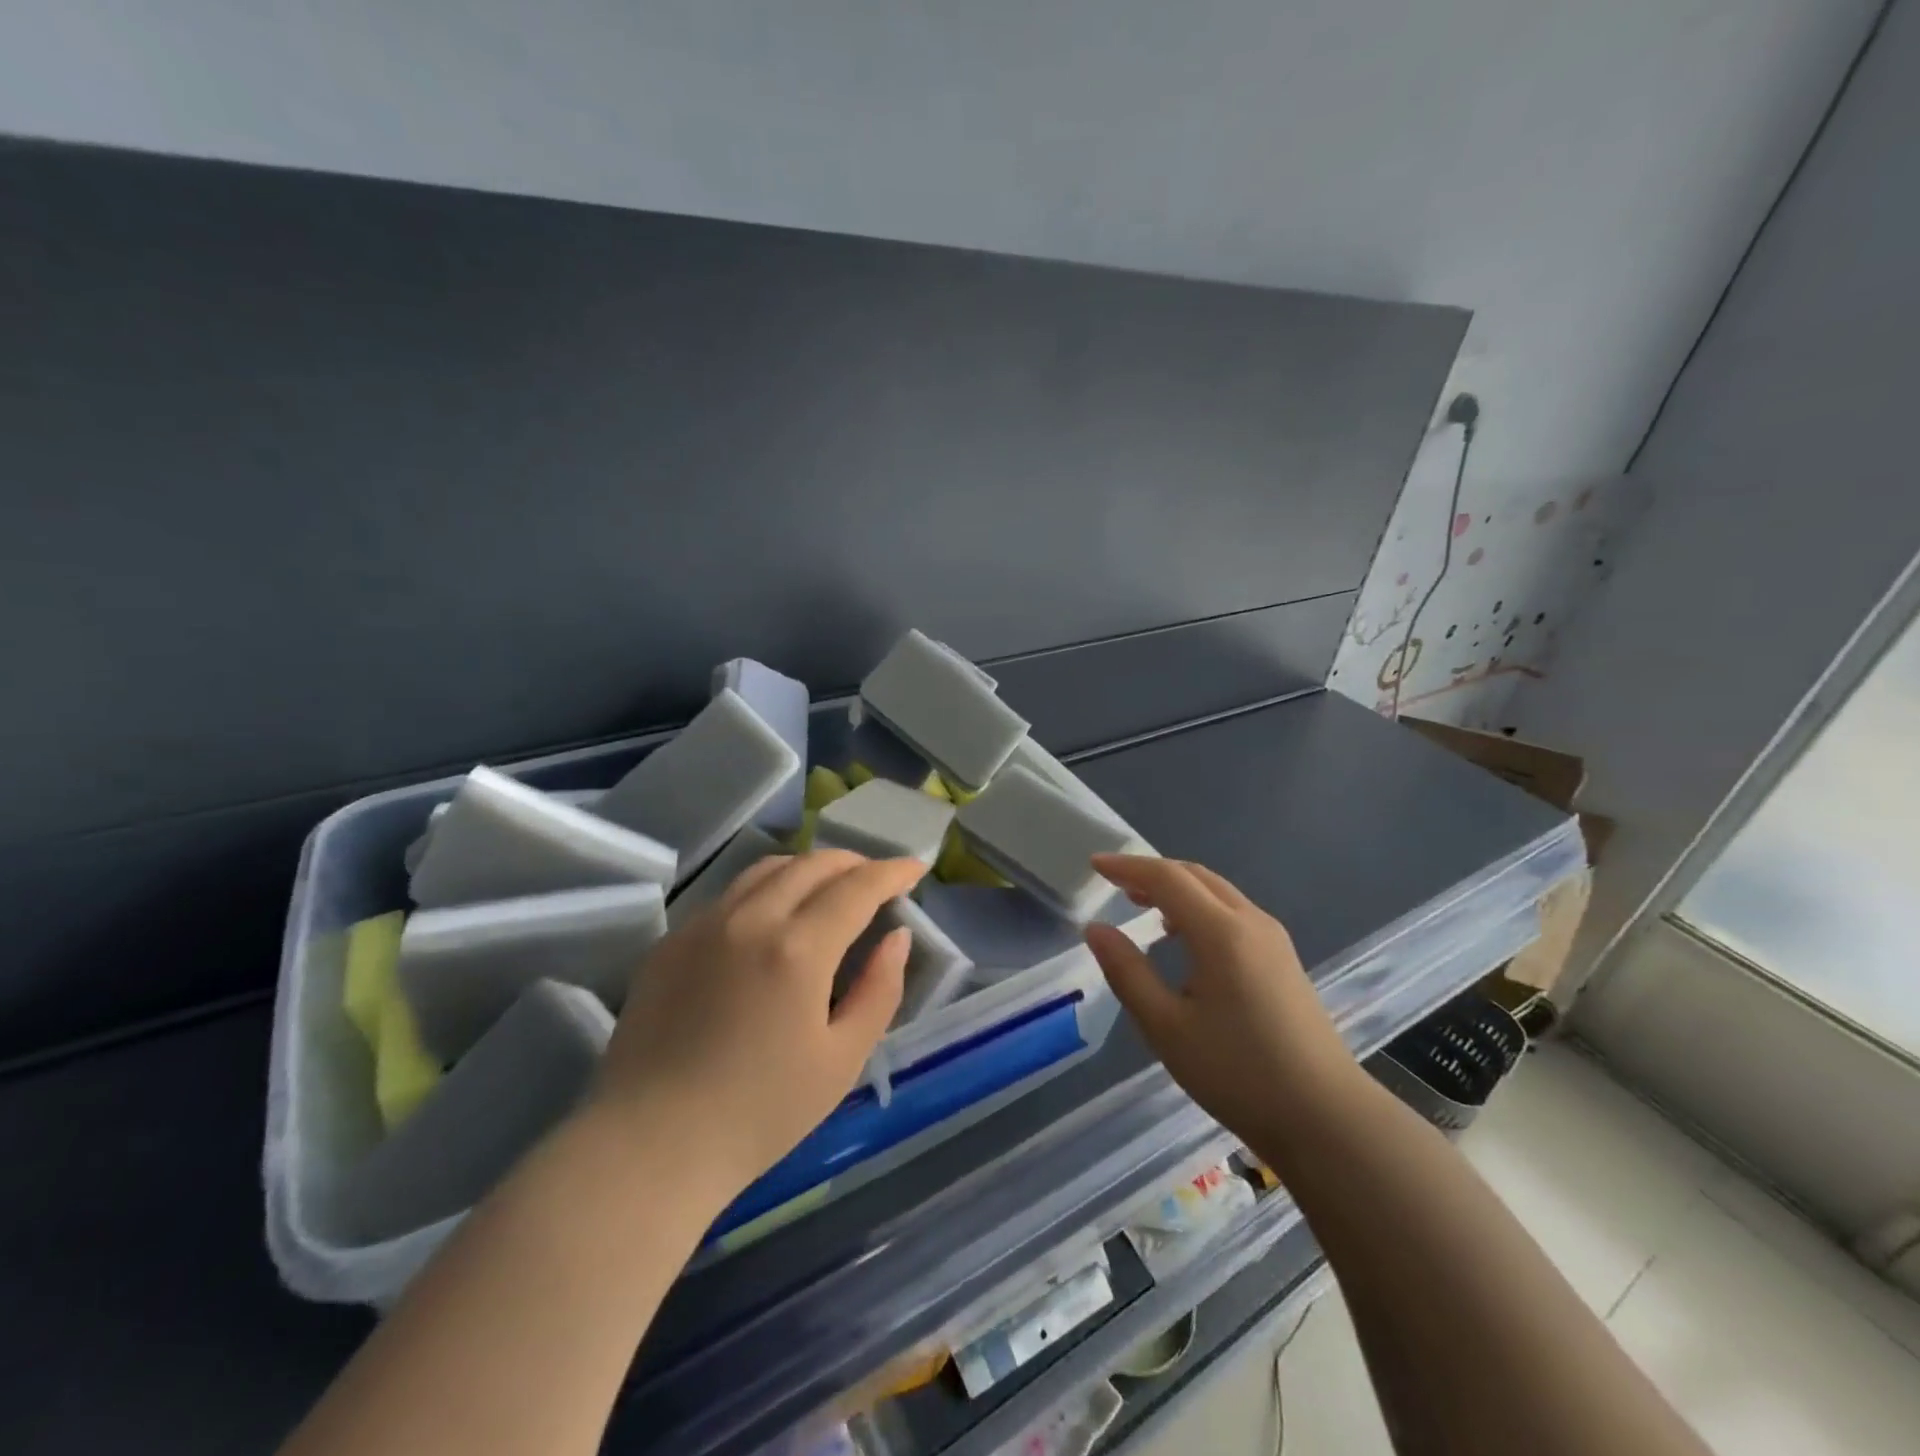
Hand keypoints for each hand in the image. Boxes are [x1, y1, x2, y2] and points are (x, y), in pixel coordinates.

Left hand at [593, 850, 927, 1201]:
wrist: (649, 1147)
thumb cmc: (759, 1114)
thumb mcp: (841, 1060)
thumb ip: (879, 990)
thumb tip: (897, 937)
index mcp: (797, 948)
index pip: (857, 887)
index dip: (892, 872)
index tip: (915, 868)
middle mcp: (750, 918)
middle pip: (812, 865)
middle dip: (854, 863)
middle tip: (877, 879)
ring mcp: (703, 924)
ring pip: (767, 869)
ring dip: (809, 868)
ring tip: (829, 887)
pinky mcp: (671, 941)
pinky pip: (730, 895)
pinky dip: (767, 888)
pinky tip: (772, 918)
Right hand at [1083, 856, 1361, 1149]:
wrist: (1327, 1119)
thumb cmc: (1238, 1073)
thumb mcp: (1167, 1027)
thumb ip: (1127, 972)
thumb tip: (1095, 929)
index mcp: (1221, 932)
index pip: (1167, 878)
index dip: (1128, 867)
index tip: (1095, 864)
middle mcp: (1251, 922)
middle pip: (1195, 876)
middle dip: (1152, 872)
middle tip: (1115, 883)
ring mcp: (1273, 940)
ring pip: (1217, 893)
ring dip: (1177, 889)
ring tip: (1142, 905)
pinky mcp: (1284, 960)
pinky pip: (1233, 913)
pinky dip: (1199, 907)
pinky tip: (1183, 938)